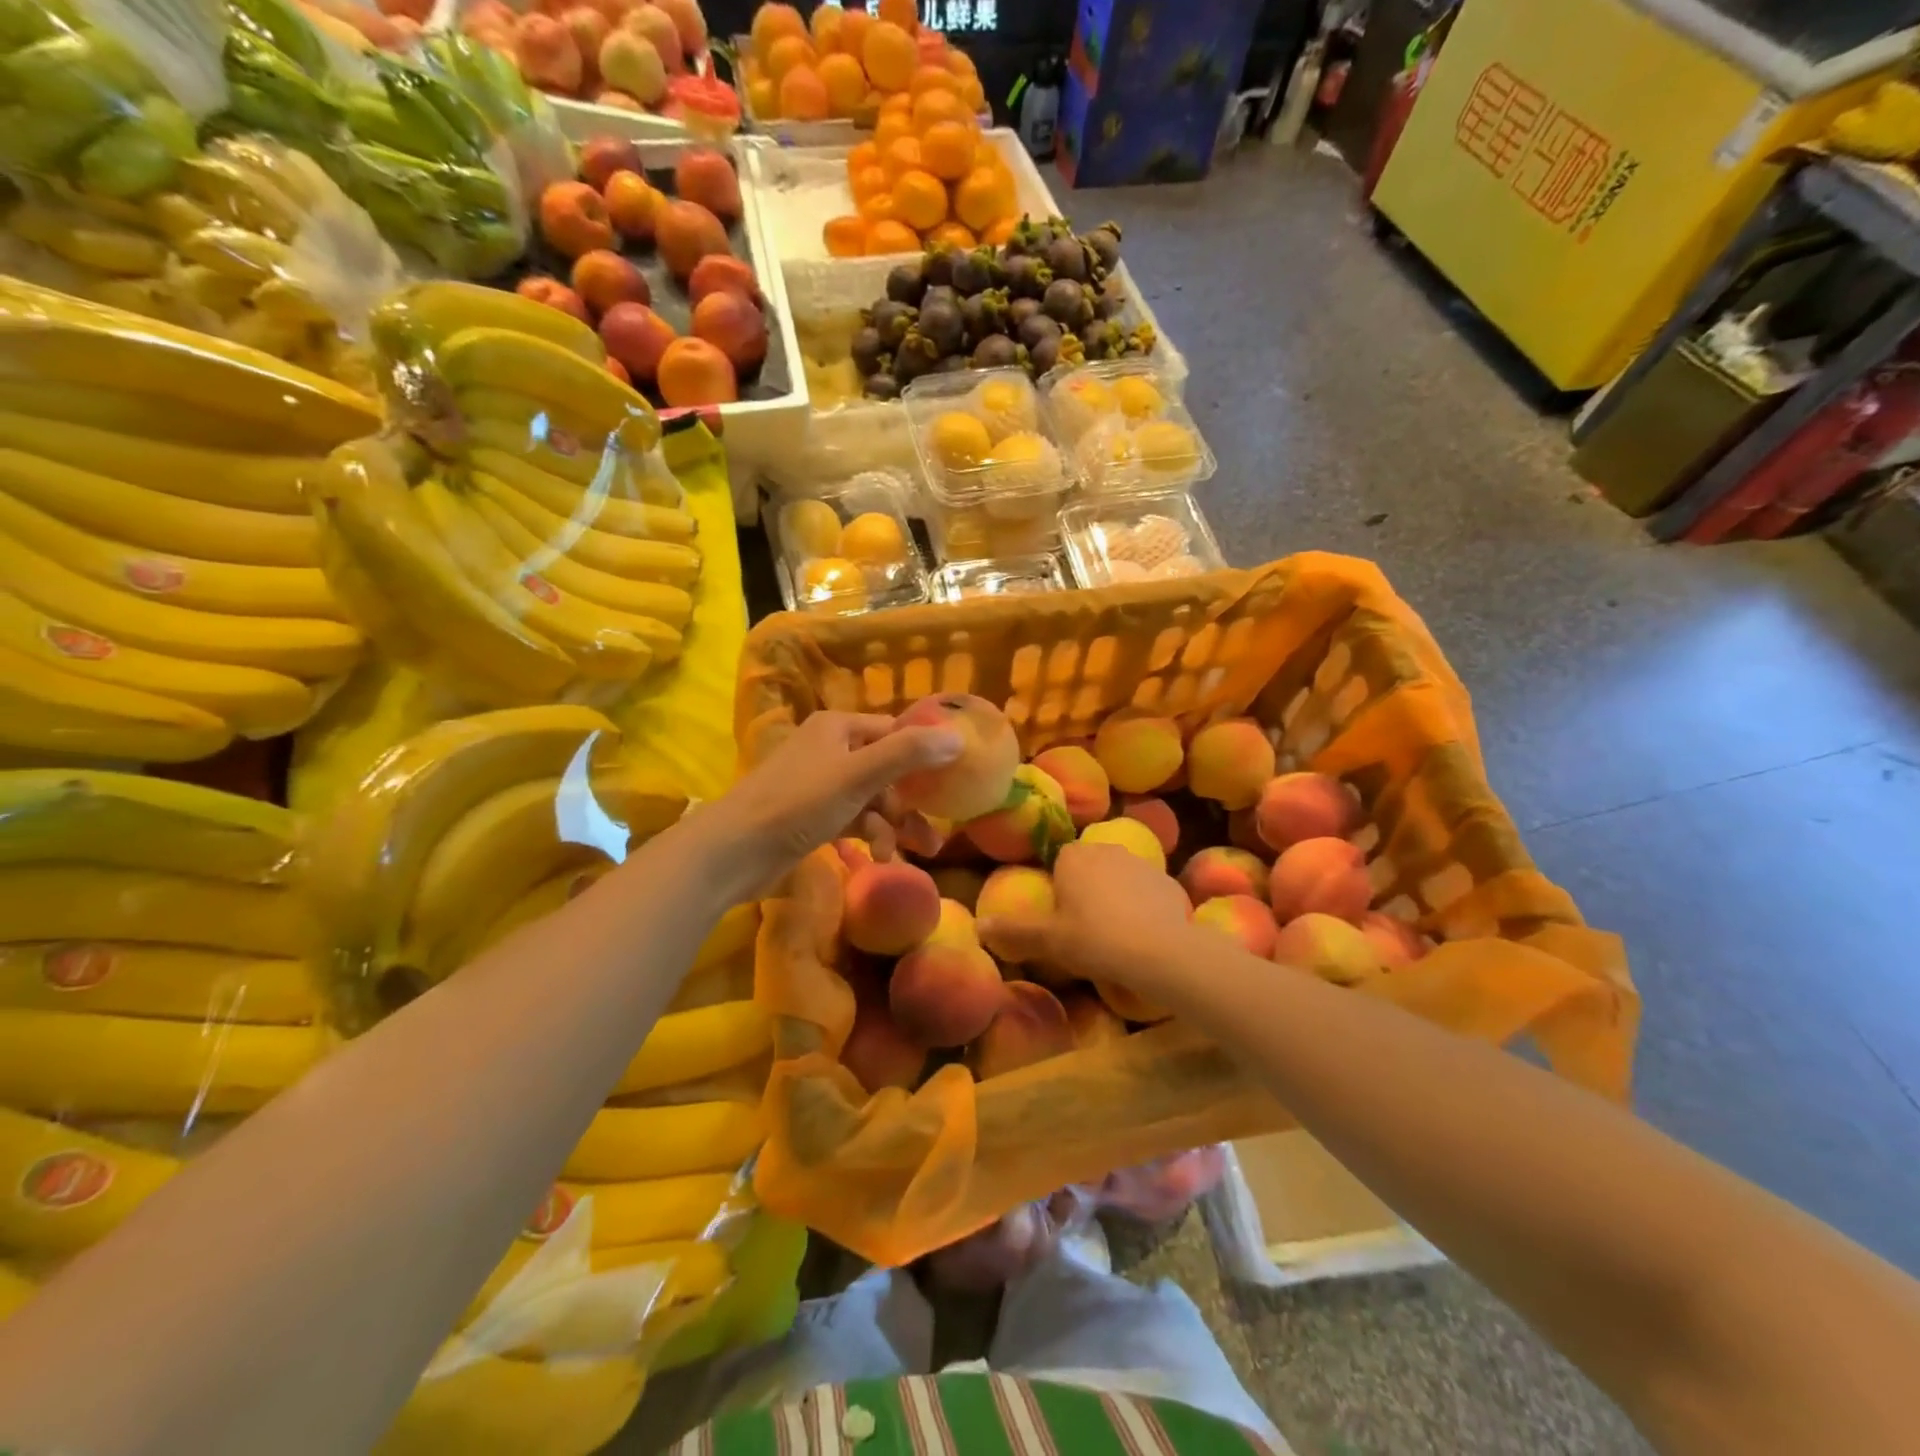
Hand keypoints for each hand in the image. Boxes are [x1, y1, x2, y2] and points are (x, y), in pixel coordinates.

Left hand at [684, 711, 961, 902]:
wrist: (734, 850)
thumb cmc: (798, 803)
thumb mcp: (858, 775)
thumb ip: (908, 754)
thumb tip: (958, 738)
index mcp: (839, 728)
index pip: (895, 732)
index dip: (924, 753)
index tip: (953, 780)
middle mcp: (831, 749)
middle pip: (886, 770)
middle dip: (911, 802)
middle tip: (936, 831)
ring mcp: (820, 784)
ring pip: (871, 799)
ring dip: (892, 825)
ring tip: (915, 854)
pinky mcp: (812, 816)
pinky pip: (853, 820)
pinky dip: (869, 835)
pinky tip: (878, 857)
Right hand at [978, 840, 1196, 989]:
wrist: (1162, 951)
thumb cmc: (1095, 939)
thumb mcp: (1048, 940)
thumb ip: (1013, 931)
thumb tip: (978, 925)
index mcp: (1073, 856)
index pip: (1058, 862)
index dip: (1058, 889)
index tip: (1060, 918)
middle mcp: (1106, 849)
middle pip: (1089, 867)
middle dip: (1086, 890)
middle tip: (1084, 929)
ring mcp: (1141, 862)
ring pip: (1119, 878)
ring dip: (1115, 897)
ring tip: (1115, 935)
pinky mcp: (1168, 881)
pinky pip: (1146, 892)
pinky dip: (1143, 907)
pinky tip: (1143, 935)